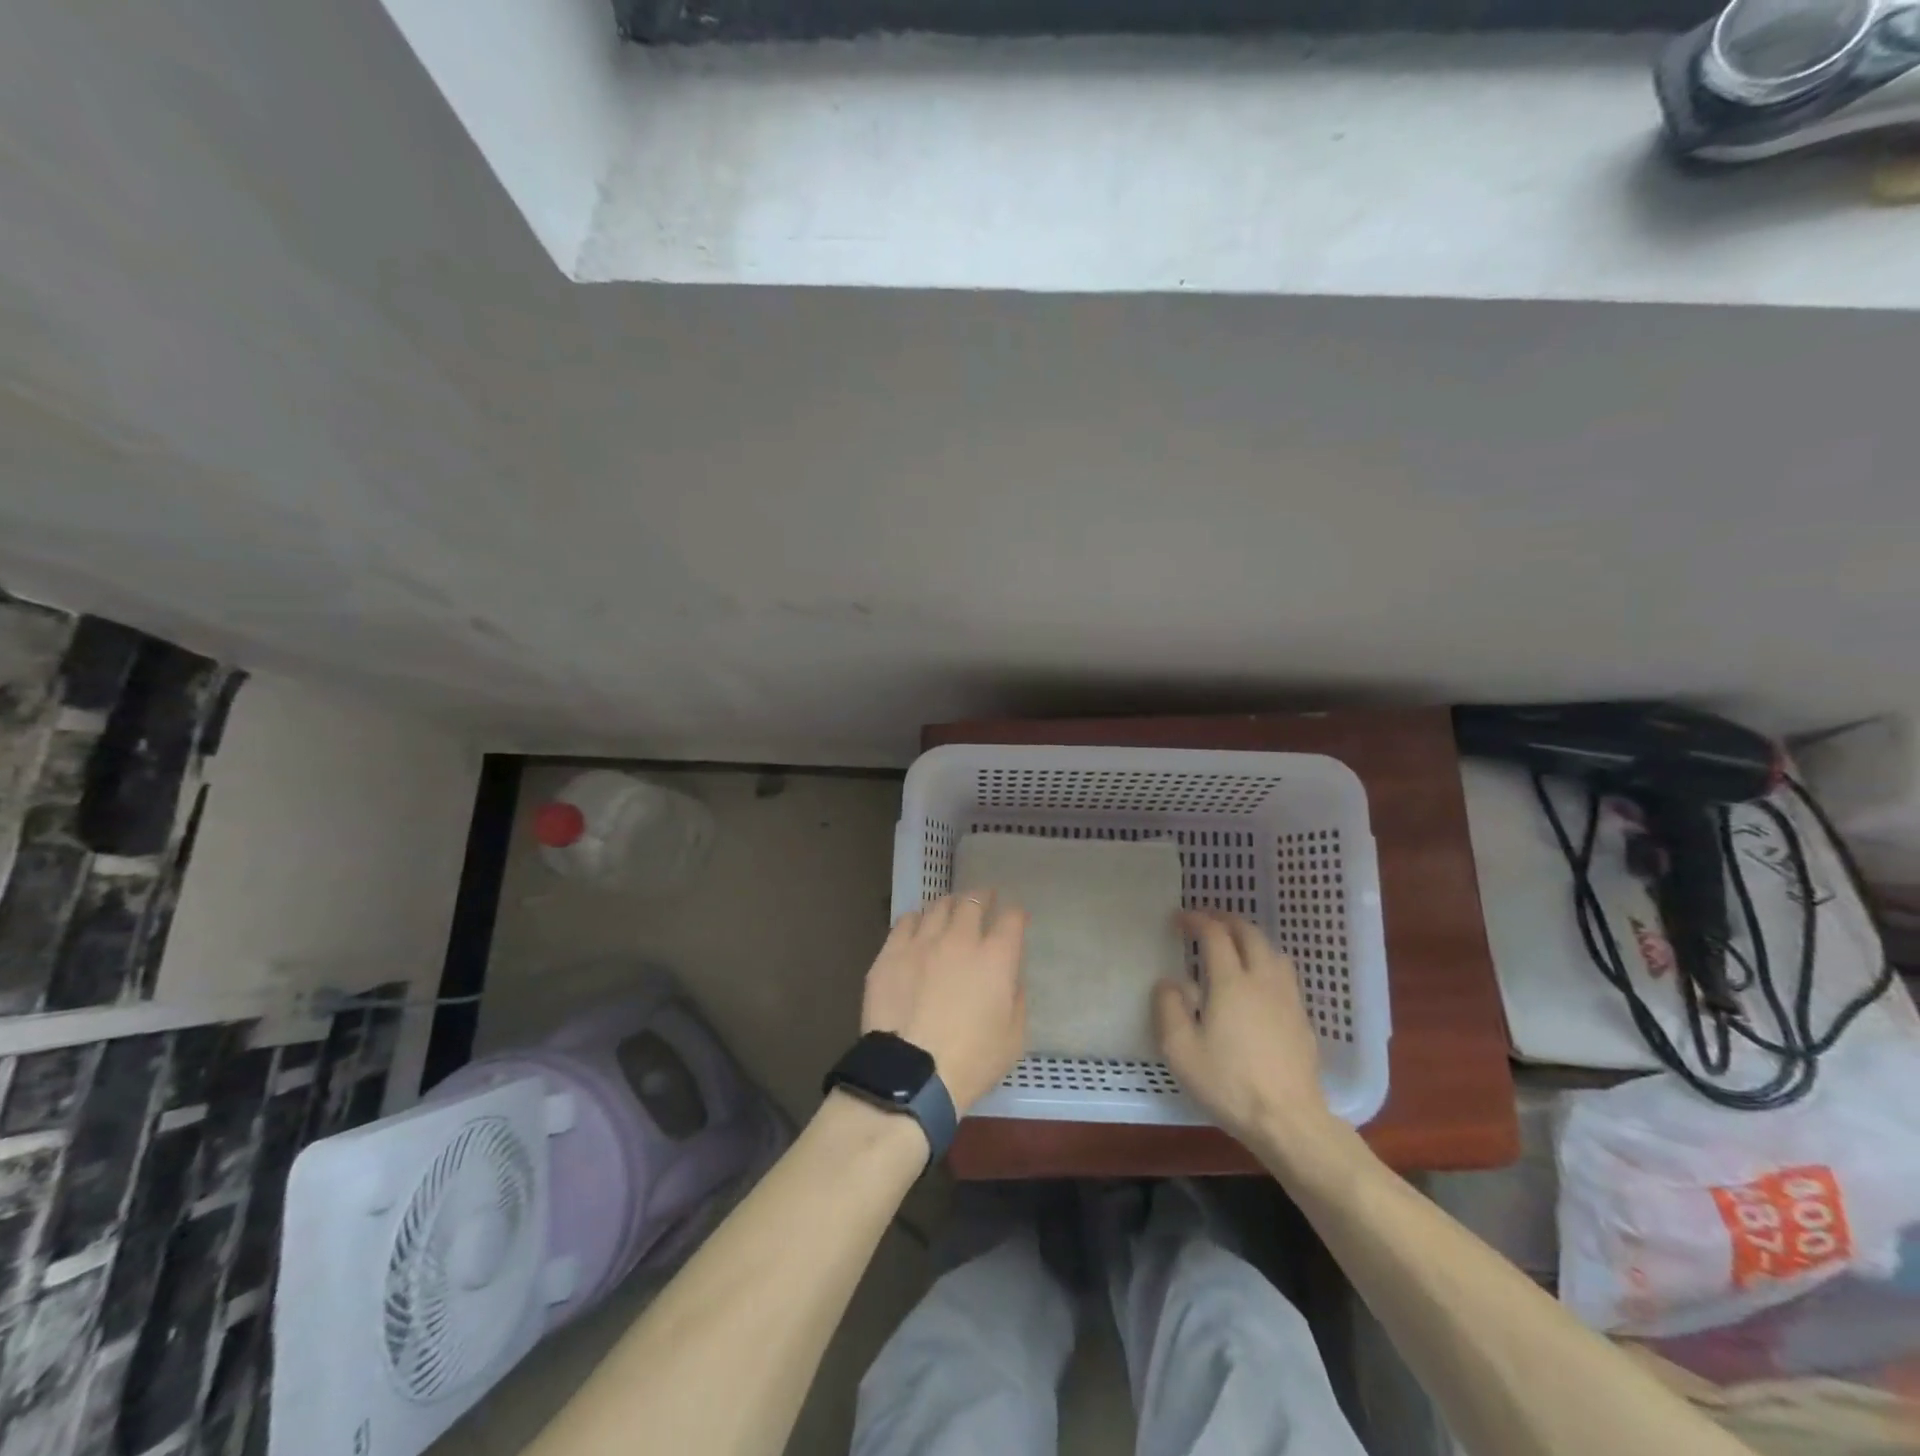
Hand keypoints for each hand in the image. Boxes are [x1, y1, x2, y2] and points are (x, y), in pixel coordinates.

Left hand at [861, 893, 1028, 1113]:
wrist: (911, 1074)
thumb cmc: (971, 1061)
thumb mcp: (1014, 1038)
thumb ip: (1016, 998)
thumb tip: (1009, 977)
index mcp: (996, 957)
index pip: (1011, 919)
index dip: (1015, 915)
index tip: (1016, 918)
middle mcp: (960, 938)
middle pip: (973, 902)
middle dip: (983, 897)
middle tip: (984, 899)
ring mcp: (922, 942)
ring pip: (938, 906)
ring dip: (950, 905)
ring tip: (950, 909)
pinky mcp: (891, 952)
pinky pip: (906, 921)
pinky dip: (917, 919)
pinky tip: (918, 926)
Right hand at [1153, 910, 1339, 1153]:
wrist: (1289, 1121)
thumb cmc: (1229, 1084)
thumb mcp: (1181, 1051)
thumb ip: (1169, 1009)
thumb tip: (1170, 983)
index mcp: (1230, 982)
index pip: (1215, 934)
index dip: (1196, 920)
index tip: (1178, 920)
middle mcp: (1262, 980)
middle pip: (1249, 933)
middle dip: (1226, 920)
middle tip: (1206, 922)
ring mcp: (1287, 998)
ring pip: (1272, 950)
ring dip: (1250, 938)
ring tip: (1234, 945)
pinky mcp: (1302, 1018)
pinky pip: (1284, 973)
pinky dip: (1266, 961)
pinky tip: (1258, 981)